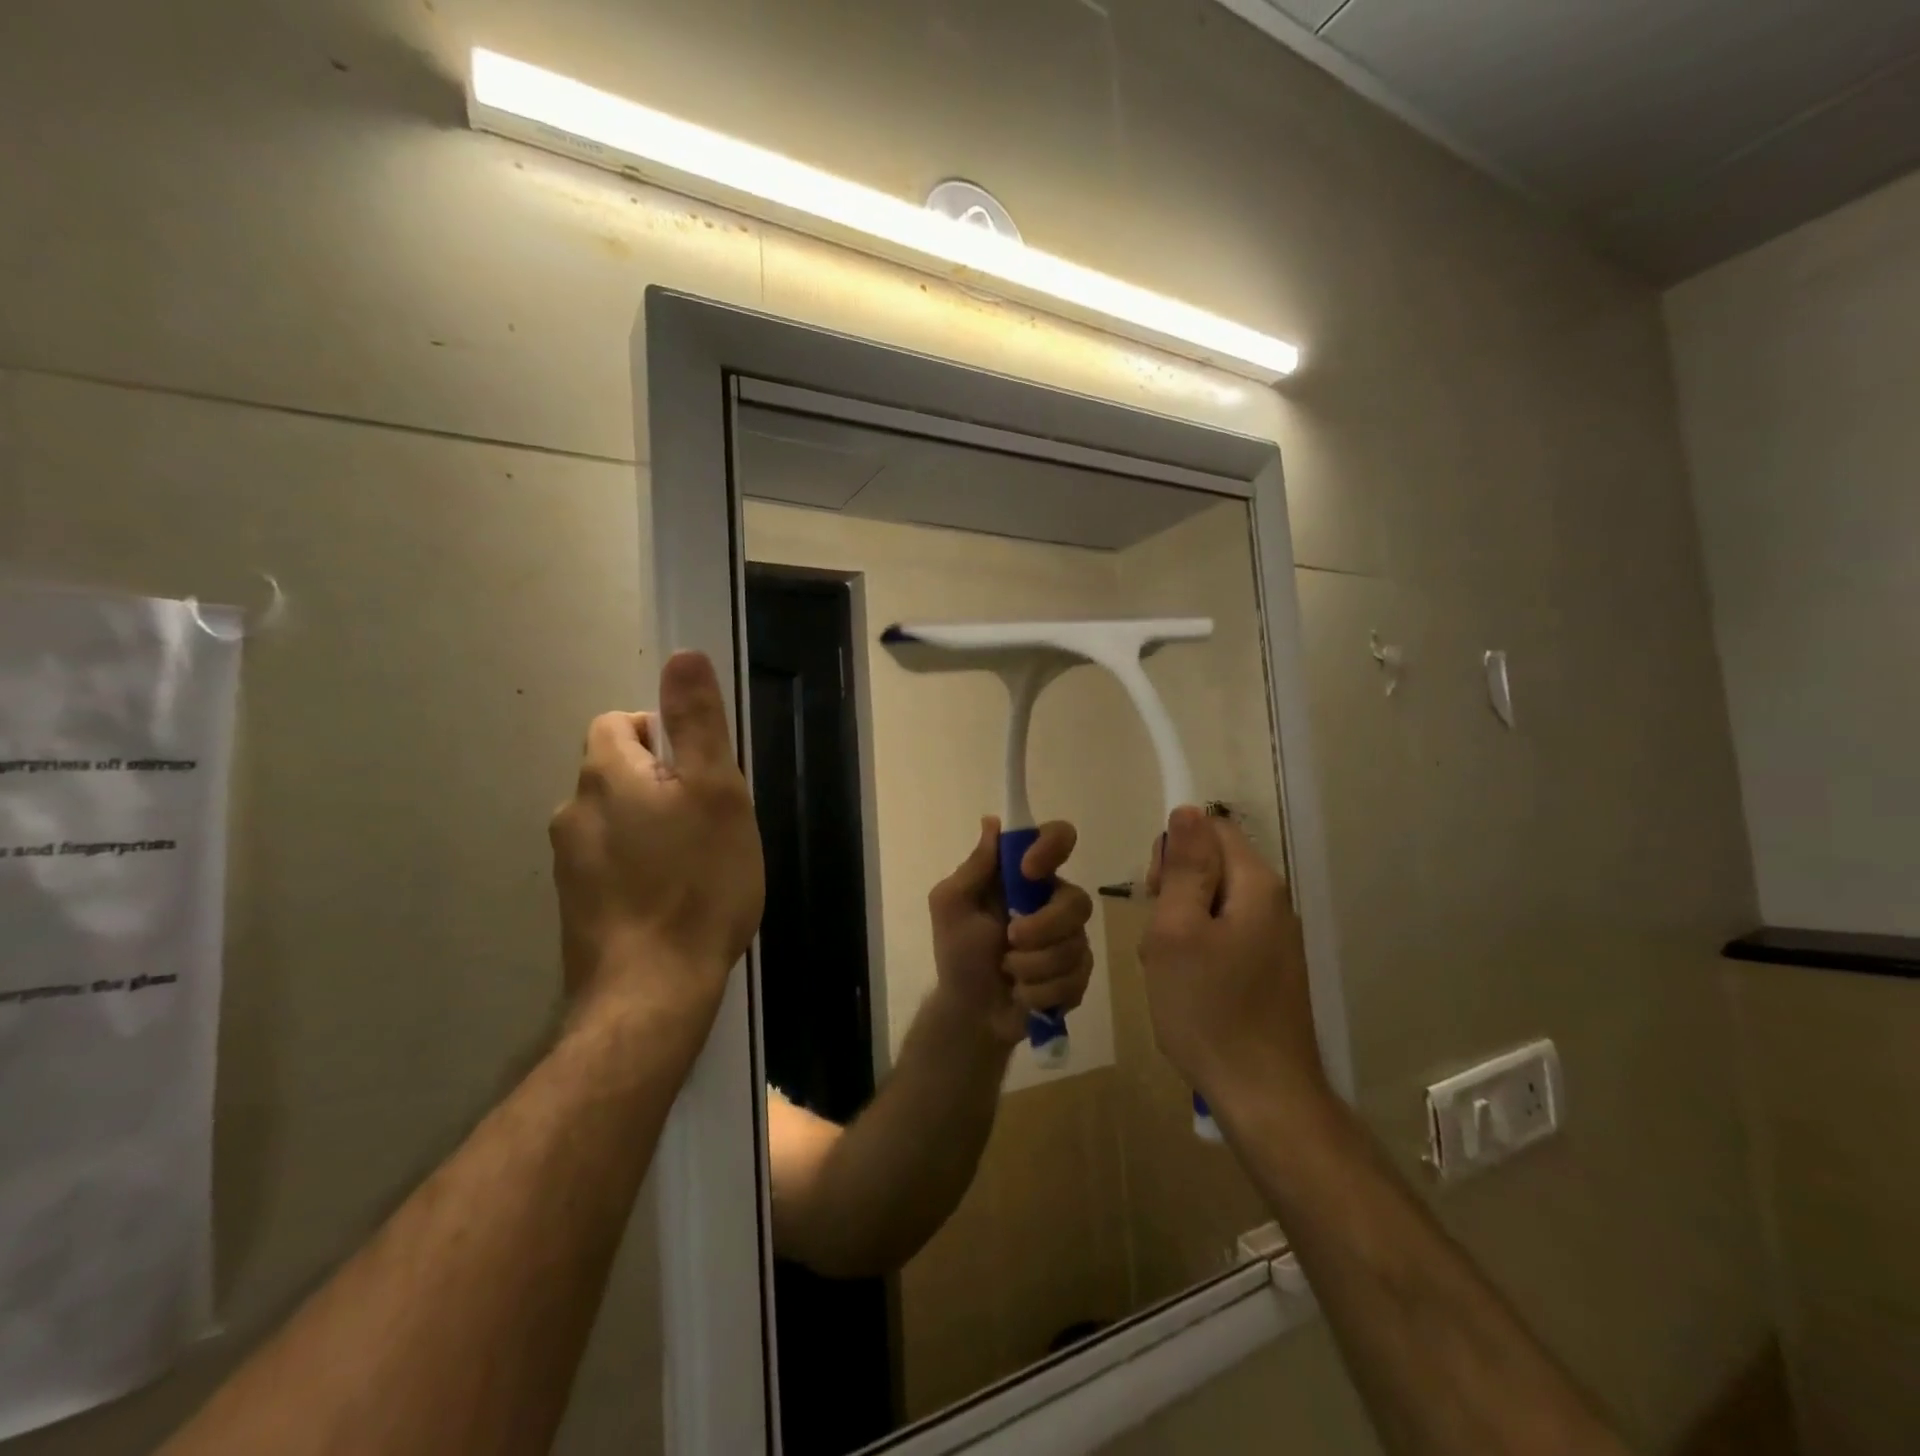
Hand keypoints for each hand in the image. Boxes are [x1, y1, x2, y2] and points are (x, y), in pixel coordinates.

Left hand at [549, 651, 764, 1034]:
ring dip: (652, 827)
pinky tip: (672, 900)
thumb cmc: (697, 883)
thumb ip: (697, 723)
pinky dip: (639, 867)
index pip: (620, 723)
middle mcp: (573, 811)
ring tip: (695, 865)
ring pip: (616, 820)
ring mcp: (569, 864)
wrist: (651, 992)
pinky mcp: (576, 907)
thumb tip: (682, 655)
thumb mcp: (716, 792)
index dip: (663, 737)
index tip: (701, 777)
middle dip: (663, 785)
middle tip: (710, 824)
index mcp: (605, 775)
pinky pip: (611, 863)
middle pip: (618, 772)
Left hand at [927, 817, 1093, 1047]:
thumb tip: (992, 822)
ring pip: (1075, 944)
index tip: (1028, 870)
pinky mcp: (1078, 974)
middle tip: (1010, 940)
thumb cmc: (958, 953)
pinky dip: (1041, 990)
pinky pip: (1076, 977)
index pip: (1058, 838)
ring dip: (1033, 966)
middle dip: (1042, 928)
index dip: (1052, 847)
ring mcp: (1070, 938)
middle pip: (1077, 900)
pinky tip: (1023, 993)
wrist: (970, 1012)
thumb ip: (974, 867)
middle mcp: (1053, 901)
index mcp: (1025, 878)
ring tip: (1009, 972)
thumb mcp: (951, 905)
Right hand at [1142, 806, 1326, 1116]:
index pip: (1210, 829)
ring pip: (1212, 905)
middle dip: (1173, 892)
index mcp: (1255, 884)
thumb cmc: (1209, 1008)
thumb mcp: (1178, 930)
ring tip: (1169, 971)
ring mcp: (1274, 938)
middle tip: (1160, 939)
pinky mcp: (1269, 968)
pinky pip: (1223, 937)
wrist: (1263, 1094)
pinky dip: (1197, 952)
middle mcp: (1273, 902)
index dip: (1173, 851)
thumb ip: (1183, 866)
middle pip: (1211, 866)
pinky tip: (1186, 988)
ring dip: (1180, 927)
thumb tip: (1187, 809)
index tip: (1155, 894)